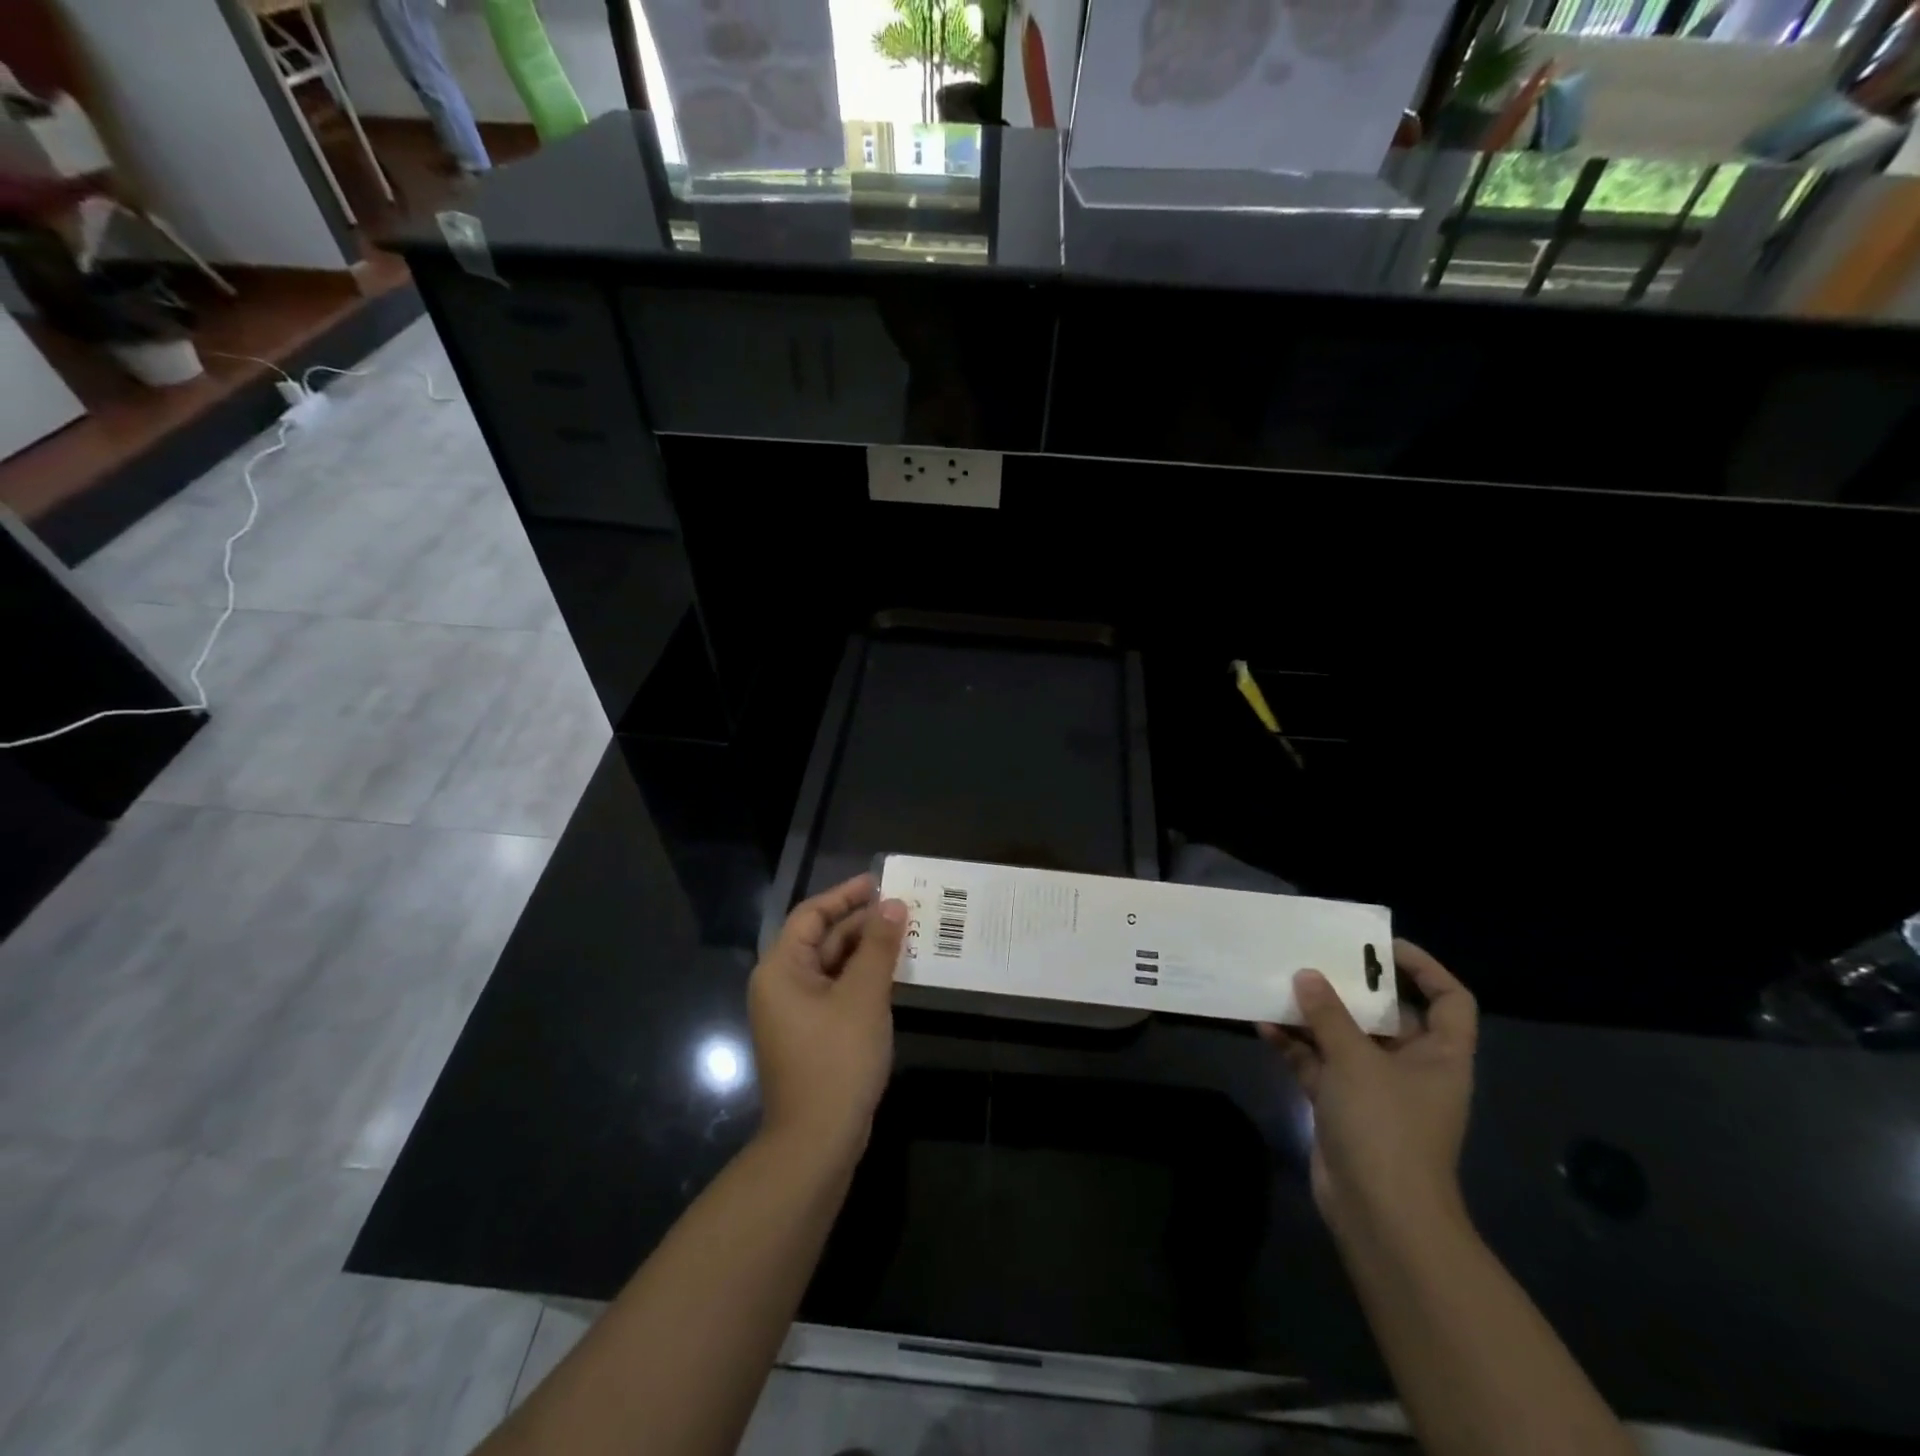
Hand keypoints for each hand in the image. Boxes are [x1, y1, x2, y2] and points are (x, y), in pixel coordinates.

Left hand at [748, 874, 905, 1158]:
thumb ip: (879, 947)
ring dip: (866, 951)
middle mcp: (782, 985)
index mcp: (781, 969)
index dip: (845, 895)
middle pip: (822, 940)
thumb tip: (893, 905)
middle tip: (904, 908)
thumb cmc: (836, 1060)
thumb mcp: (863, 996)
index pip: (811, 915)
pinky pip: (837, 992)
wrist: (817, 1142)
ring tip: (906, 935)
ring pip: (833, 967)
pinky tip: (894, 974)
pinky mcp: (812, 1035)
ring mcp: (796, 1013)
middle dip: (862, 924)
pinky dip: (863, 979)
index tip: (879, 882)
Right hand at [1259, 940, 1476, 1242]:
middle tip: (1313, 957)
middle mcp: (1411, 1067)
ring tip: (1278, 985)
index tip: (1380, 946)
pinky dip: (1294, 1045)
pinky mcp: (1342, 1106)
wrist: (1380, 1215)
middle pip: (1386, 1015)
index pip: (1450, 1000)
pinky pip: (1318, 1063)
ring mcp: (1375, 1088)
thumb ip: (1329, 1014)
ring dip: (1312, 1015)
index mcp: (1439, 1055)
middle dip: (1349, 988)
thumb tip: (1307, 974)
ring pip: (1344, 1038)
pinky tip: (1263, 1025)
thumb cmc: (1386, 1127)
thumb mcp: (1357, 1060)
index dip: (1424, 967)